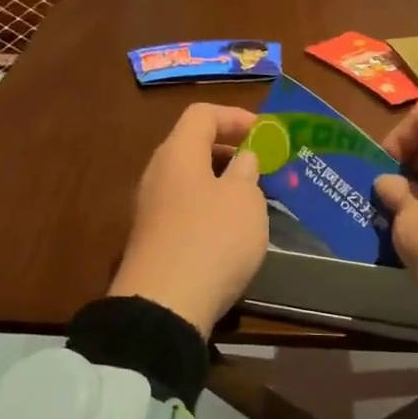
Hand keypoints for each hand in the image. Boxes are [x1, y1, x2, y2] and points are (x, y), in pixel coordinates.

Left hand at [110, 103, 268, 336]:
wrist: (165, 303)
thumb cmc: (212, 238)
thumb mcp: (243, 199)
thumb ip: (246, 170)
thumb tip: (242, 158)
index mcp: (177, 152)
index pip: (202, 115)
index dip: (235, 117)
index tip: (266, 134)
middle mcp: (158, 174)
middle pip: (193, 146)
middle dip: (230, 151)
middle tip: (263, 167)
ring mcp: (151, 208)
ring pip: (190, 180)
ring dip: (222, 183)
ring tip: (254, 199)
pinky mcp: (154, 239)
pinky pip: (185, 208)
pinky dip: (210, 208)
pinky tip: (232, 231)